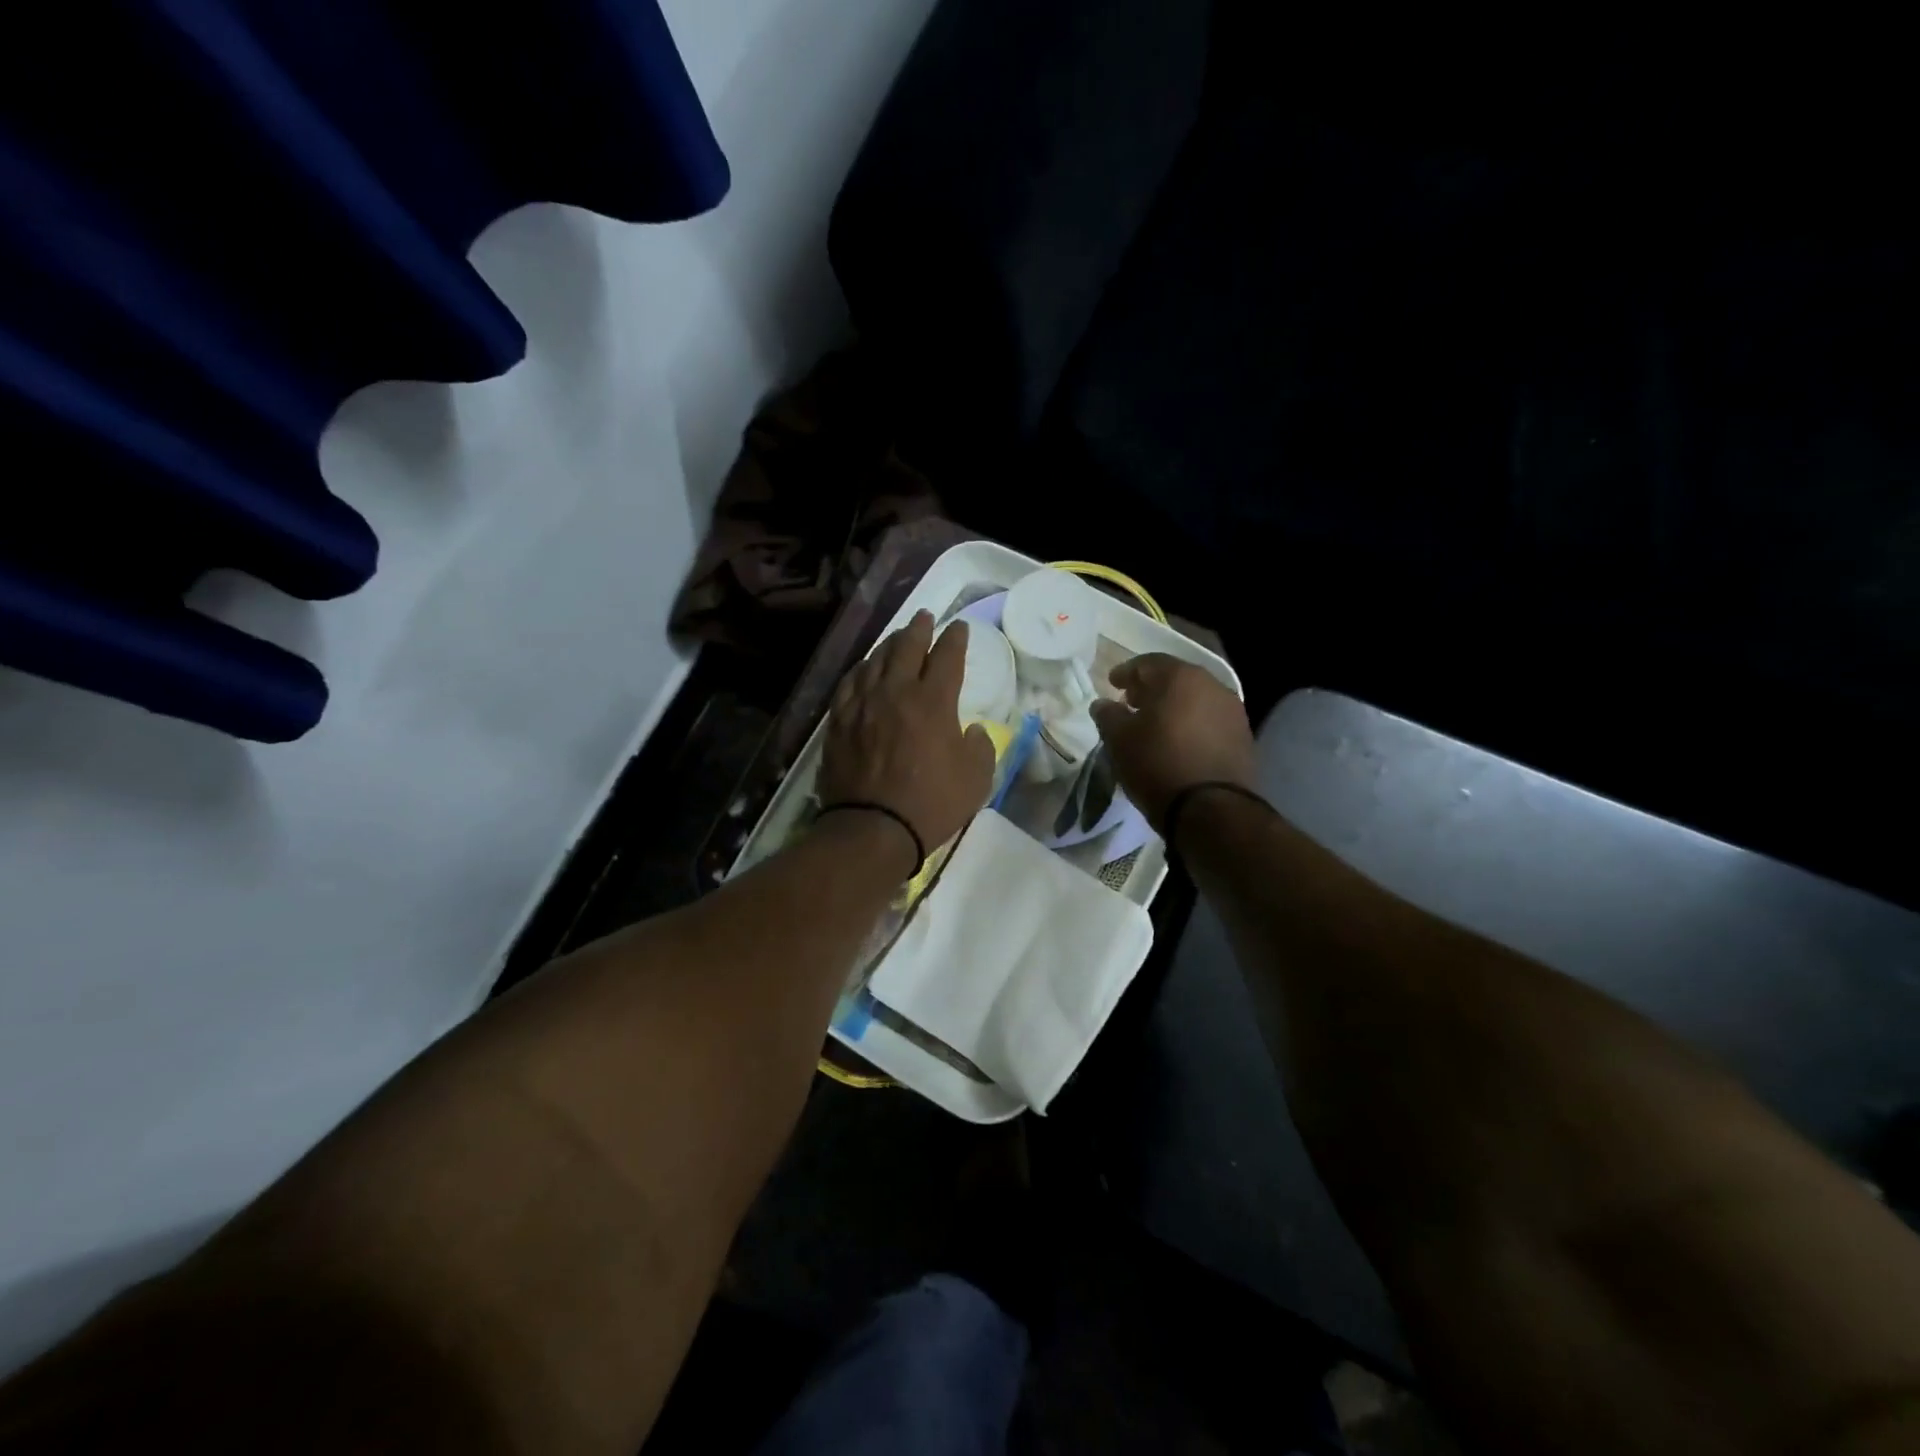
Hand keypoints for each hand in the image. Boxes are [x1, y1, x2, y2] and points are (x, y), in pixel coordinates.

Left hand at [819, 611, 996, 867]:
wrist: (873, 829)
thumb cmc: (932, 804)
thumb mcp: (977, 779)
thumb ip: (980, 746)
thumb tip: (972, 730)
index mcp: (934, 701)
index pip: (947, 656)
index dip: (955, 638)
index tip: (959, 628)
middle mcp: (896, 691)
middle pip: (907, 647)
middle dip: (920, 628)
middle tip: (925, 617)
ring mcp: (863, 704)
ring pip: (875, 660)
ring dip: (889, 643)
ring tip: (897, 637)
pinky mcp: (839, 721)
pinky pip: (849, 683)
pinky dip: (861, 669)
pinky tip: (864, 668)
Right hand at [1089, 654, 1255, 830]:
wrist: (1211, 808)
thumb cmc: (1157, 764)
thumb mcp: (1119, 740)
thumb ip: (1108, 715)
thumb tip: (1102, 704)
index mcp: (1179, 677)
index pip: (1147, 663)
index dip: (1126, 672)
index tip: (1112, 683)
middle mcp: (1212, 685)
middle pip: (1175, 678)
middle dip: (1151, 688)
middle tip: (1132, 702)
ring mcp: (1232, 710)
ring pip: (1195, 699)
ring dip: (1173, 706)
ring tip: (1155, 724)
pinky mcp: (1243, 736)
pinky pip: (1209, 720)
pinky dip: (1191, 723)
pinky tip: (1178, 741)